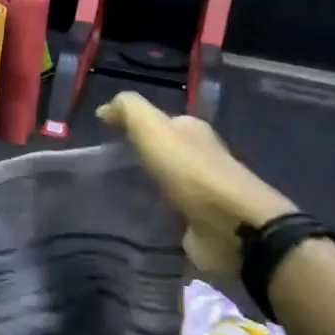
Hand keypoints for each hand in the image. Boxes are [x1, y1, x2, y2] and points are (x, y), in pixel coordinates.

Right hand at [97, 92, 295, 275]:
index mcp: (193, 131)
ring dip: (144, 188)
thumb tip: (105, 107)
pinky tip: (131, 219)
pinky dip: (152, 215)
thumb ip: (130, 110)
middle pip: (164, 153)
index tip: (104, 136)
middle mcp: (200, 158)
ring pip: (164, 185)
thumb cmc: (191, 171)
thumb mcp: (154, 129)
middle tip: (102, 168)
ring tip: (109, 194)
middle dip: (138, 158)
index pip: (161, 122)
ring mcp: (200, 193)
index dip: (134, 126)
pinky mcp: (197, 224)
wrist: (231, 226)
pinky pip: (167, 215)